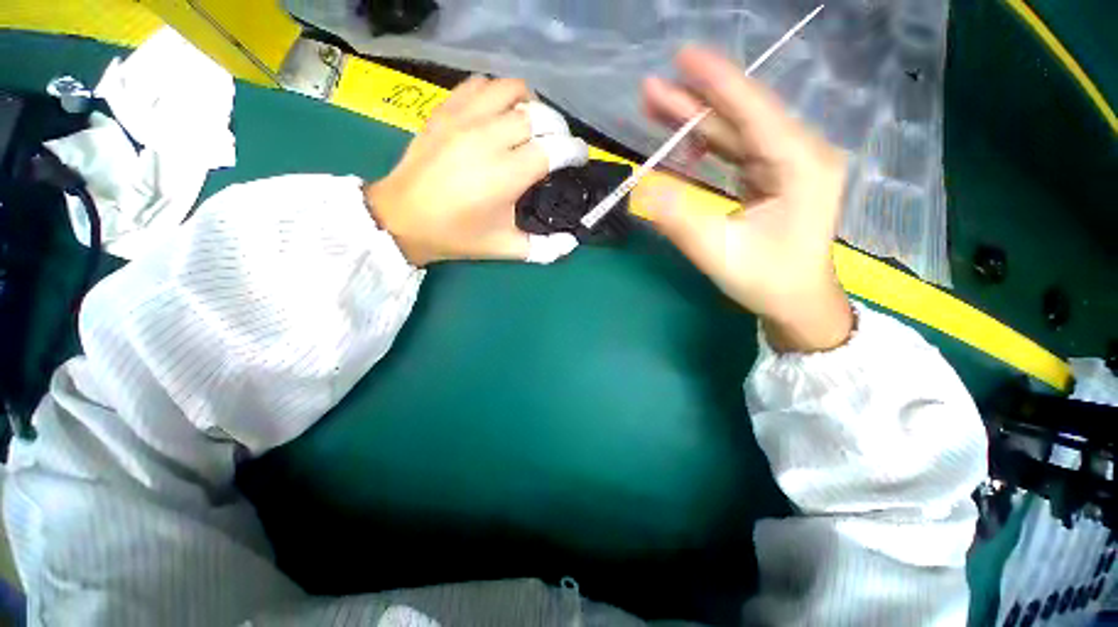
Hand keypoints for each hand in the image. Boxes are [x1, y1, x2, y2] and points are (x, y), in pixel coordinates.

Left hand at [365, 76, 582, 265]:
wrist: (402, 218)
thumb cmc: (457, 236)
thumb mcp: (505, 248)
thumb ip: (544, 248)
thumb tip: (572, 242)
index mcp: (507, 175)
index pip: (554, 148)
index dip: (575, 150)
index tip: (580, 157)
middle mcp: (489, 139)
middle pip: (539, 115)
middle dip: (558, 128)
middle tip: (557, 146)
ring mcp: (464, 119)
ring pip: (511, 90)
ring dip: (530, 104)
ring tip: (531, 125)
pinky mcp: (445, 110)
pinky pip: (479, 85)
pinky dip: (497, 94)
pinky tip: (498, 114)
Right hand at [642, 47, 852, 352]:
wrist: (797, 301)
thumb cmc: (767, 280)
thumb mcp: (718, 254)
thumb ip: (679, 220)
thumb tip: (641, 189)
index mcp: (800, 166)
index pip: (754, 112)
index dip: (718, 82)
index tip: (684, 55)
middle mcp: (800, 154)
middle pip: (740, 118)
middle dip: (694, 103)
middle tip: (651, 89)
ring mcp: (788, 164)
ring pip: (736, 131)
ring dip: (695, 121)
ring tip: (657, 107)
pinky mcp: (774, 176)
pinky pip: (736, 150)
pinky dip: (706, 145)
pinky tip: (681, 142)